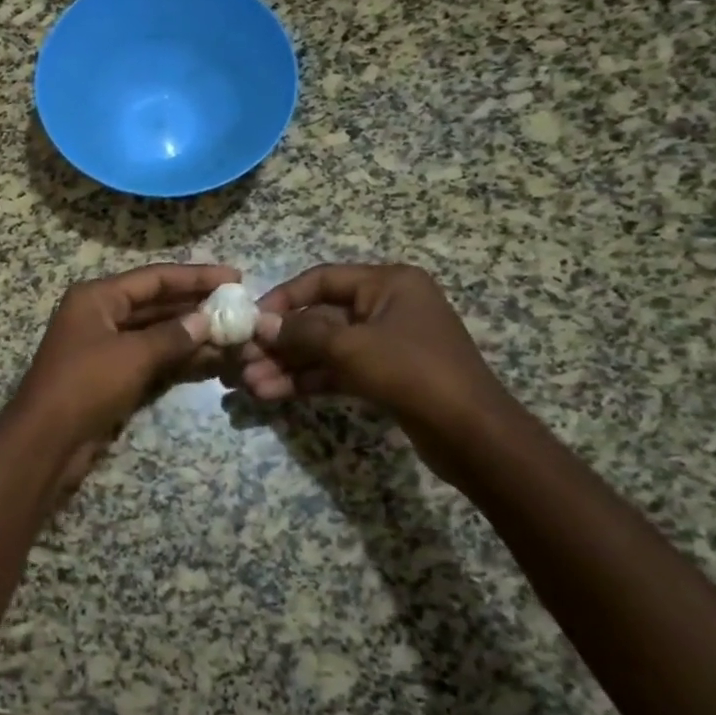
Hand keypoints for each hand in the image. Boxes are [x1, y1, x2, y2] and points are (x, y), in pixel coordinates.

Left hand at [14, 263, 240, 444]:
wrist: (46, 440)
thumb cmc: (85, 385)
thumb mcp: (132, 356)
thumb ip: (172, 336)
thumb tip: (207, 321)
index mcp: (97, 297)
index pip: (154, 278)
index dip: (196, 277)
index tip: (235, 278)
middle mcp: (100, 314)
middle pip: (155, 303)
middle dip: (196, 306)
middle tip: (240, 307)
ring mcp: (105, 346)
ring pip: (156, 332)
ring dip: (191, 334)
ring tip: (235, 334)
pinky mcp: (111, 375)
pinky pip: (150, 357)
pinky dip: (177, 357)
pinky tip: (211, 359)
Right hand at [230, 264, 514, 464]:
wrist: (472, 435)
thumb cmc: (412, 372)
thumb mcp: (350, 346)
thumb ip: (301, 332)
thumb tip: (260, 325)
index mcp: (388, 283)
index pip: (322, 279)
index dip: (283, 298)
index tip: (251, 320)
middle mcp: (387, 306)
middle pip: (319, 317)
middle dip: (280, 342)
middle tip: (243, 360)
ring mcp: (386, 343)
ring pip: (324, 348)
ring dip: (287, 366)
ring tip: (249, 385)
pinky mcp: (385, 376)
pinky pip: (337, 370)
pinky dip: (307, 380)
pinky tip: (273, 393)